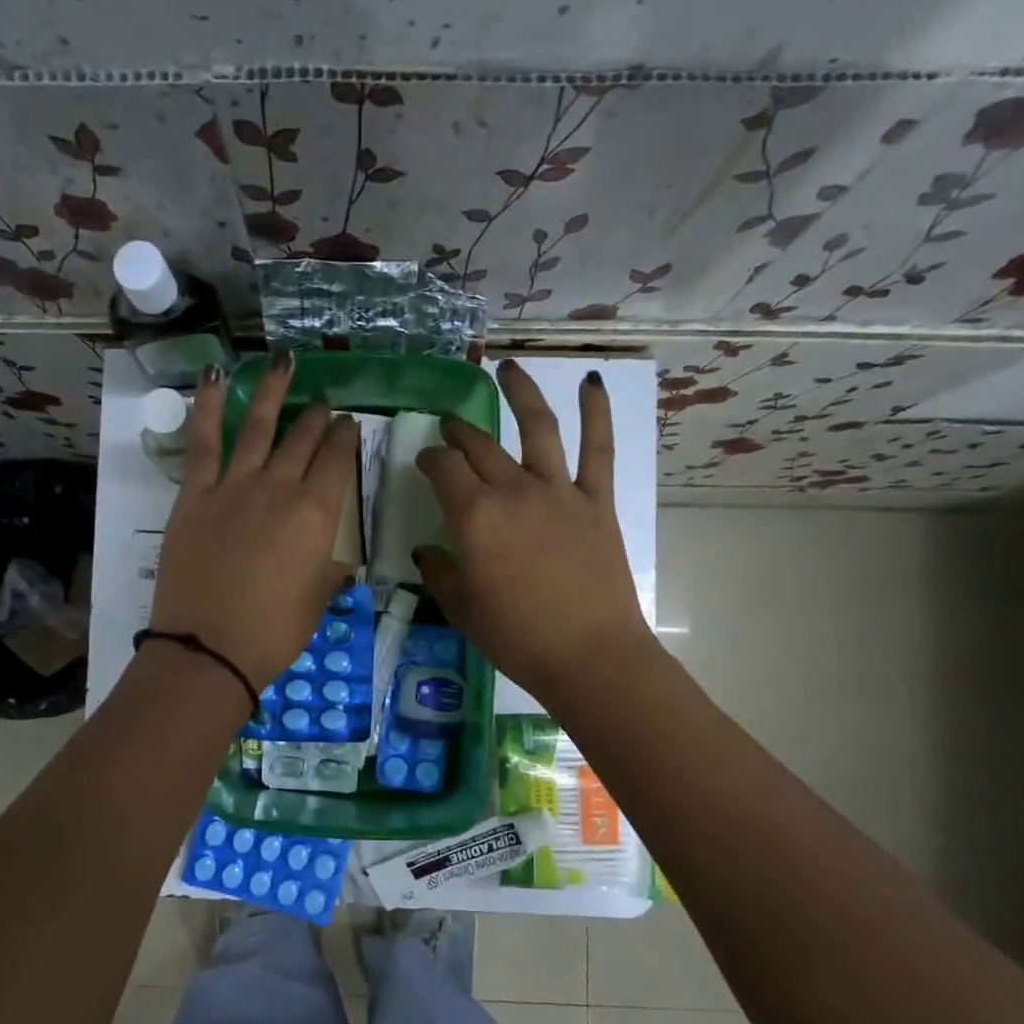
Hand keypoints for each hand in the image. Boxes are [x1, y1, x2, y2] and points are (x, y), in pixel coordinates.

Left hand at [148, 355, 357, 695]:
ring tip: (283, 362)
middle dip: (318, 416)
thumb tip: (336, 556)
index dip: (346, 438)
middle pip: (304, 439)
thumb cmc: (273, 633)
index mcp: (317, 515)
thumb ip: (329, 568)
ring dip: (273, 391)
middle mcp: (279, 488)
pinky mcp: (195, 494)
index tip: (349, 424)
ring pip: (259, 426)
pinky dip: (208, 405)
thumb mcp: (317, 600)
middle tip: (325, 401)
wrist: (209, 648)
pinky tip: (214, 376)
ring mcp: (234, 486)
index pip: (338, 461)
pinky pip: (203, 440)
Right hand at [414, 359, 652, 709]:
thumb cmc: (516, 637)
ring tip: (507, 368)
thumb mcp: (462, 609)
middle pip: (480, 446)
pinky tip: (592, 381)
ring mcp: (559, 491)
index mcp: (474, 517)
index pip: (444, 469)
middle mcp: (513, 491)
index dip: (430, 459)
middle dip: (459, 431)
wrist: (588, 656)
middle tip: (448, 424)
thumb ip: (440, 572)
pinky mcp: (596, 501)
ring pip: (537, 428)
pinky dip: (597, 411)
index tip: (425, 461)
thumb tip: (428, 551)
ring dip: (520, 393)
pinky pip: (598, 448)